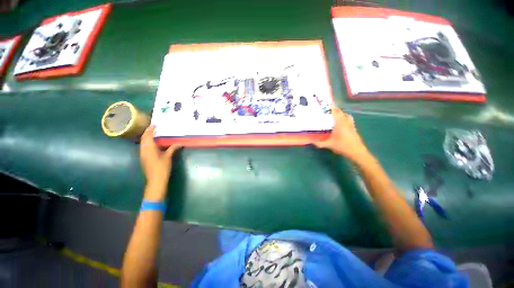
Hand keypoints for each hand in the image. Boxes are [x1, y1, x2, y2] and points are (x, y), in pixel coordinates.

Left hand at [140, 126, 181, 189]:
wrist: (156, 179)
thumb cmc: (162, 167)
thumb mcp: (168, 157)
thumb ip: (173, 148)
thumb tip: (179, 143)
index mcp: (149, 148)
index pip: (148, 136)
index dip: (151, 129)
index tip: (155, 125)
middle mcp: (143, 150)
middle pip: (143, 138)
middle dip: (147, 132)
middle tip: (153, 127)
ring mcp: (142, 154)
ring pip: (142, 143)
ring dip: (146, 137)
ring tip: (152, 133)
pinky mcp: (143, 158)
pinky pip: (143, 147)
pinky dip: (146, 142)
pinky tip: (152, 143)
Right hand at [314, 108, 371, 163]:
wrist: (357, 152)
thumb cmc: (342, 146)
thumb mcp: (329, 145)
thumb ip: (319, 143)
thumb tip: (311, 142)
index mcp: (340, 123)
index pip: (336, 112)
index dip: (332, 108)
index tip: (326, 106)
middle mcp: (346, 122)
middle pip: (342, 113)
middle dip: (335, 111)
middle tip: (328, 113)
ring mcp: (351, 125)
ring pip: (347, 116)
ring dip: (342, 115)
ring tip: (335, 117)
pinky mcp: (354, 129)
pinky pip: (350, 121)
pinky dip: (345, 120)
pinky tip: (341, 125)